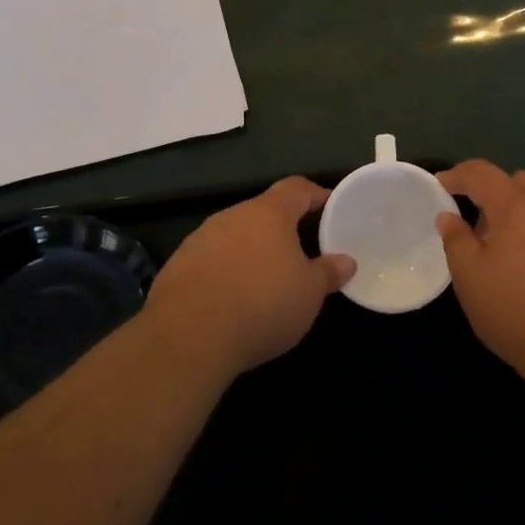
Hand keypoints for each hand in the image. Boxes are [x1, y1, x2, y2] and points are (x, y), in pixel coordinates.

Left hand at [144, 176, 354, 378]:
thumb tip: (347, 261)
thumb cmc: (262, 304)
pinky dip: (225, 273)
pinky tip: (231, 300)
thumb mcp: (309, 293)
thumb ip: (328, 272)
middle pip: (262, 213)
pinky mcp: (177, 267)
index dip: (315, 195)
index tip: (330, 208)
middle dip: (282, 230)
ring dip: (250, 252)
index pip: (296, 188)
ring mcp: (200, 239)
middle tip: (301, 252)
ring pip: (234, 237)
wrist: (188, 337)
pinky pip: (210, 261)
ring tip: (265, 279)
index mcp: (268, 213)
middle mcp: (232, 216)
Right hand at [436, 159, 524, 383]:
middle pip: (520, 181)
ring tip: (511, 246)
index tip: (441, 186)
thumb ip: (456, 240)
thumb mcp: (470, 279)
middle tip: (478, 224)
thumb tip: (448, 217)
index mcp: (518, 205)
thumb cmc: (518, 312)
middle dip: (495, 193)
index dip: (458, 175)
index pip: (482, 173)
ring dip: (524, 211)